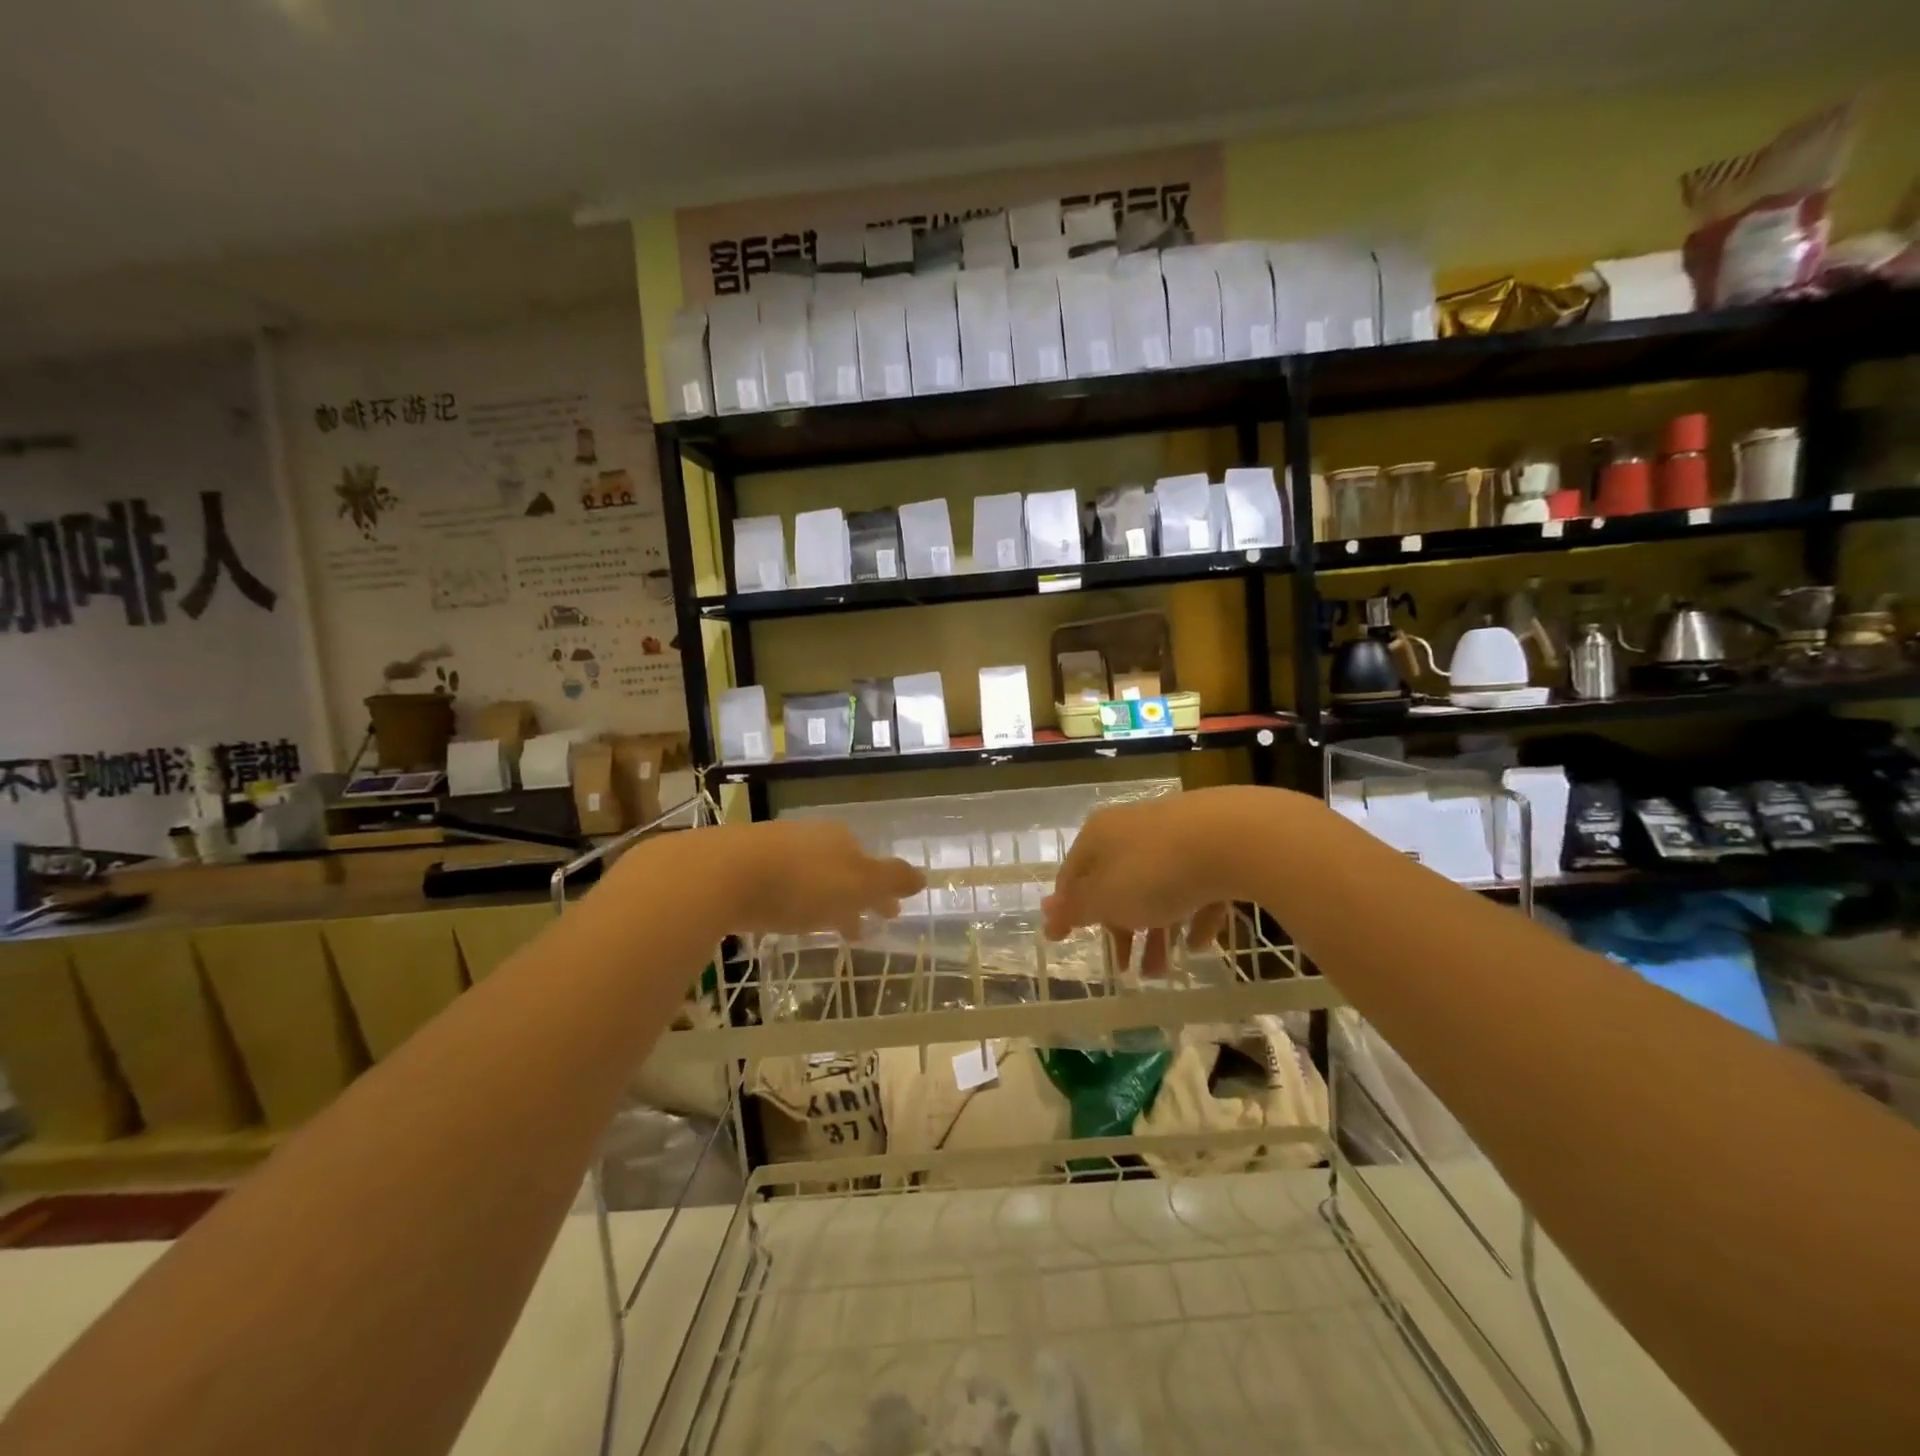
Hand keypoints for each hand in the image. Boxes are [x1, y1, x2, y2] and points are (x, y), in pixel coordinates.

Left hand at [693, 820, 924, 938]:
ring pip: (810, 878)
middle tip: (861, 929)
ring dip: (823, 902)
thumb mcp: (856, 884)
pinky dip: (791, 903)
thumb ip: (891, 881)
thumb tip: (923, 876)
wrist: (720, 873)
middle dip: (854, 898)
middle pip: (841, 870)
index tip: (890, 915)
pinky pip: (778, 886)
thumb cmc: (800, 883)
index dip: (882, 891)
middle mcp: (810, 838)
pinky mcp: (741, 867)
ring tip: (825, 931)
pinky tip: (784, 920)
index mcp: (841, 840)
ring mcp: (774, 849)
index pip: (871, 865)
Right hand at [1042, 788, 1255, 969]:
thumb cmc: (1155, 872)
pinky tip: (1201, 942)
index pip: (1072, 875)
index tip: (1066, 942)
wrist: (1235, 837)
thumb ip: (1076, 909)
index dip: (1068, 910)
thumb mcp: (1106, 898)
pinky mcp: (1214, 846)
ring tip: (1164, 972)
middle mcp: (1133, 830)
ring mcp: (1176, 835)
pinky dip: (1194, 915)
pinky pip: (1196, 886)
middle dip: (1120, 931)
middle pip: (1118, 885)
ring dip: (1158, 932)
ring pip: (1158, 889)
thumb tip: (1046, 913)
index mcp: (1099, 835)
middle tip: (1124, 969)